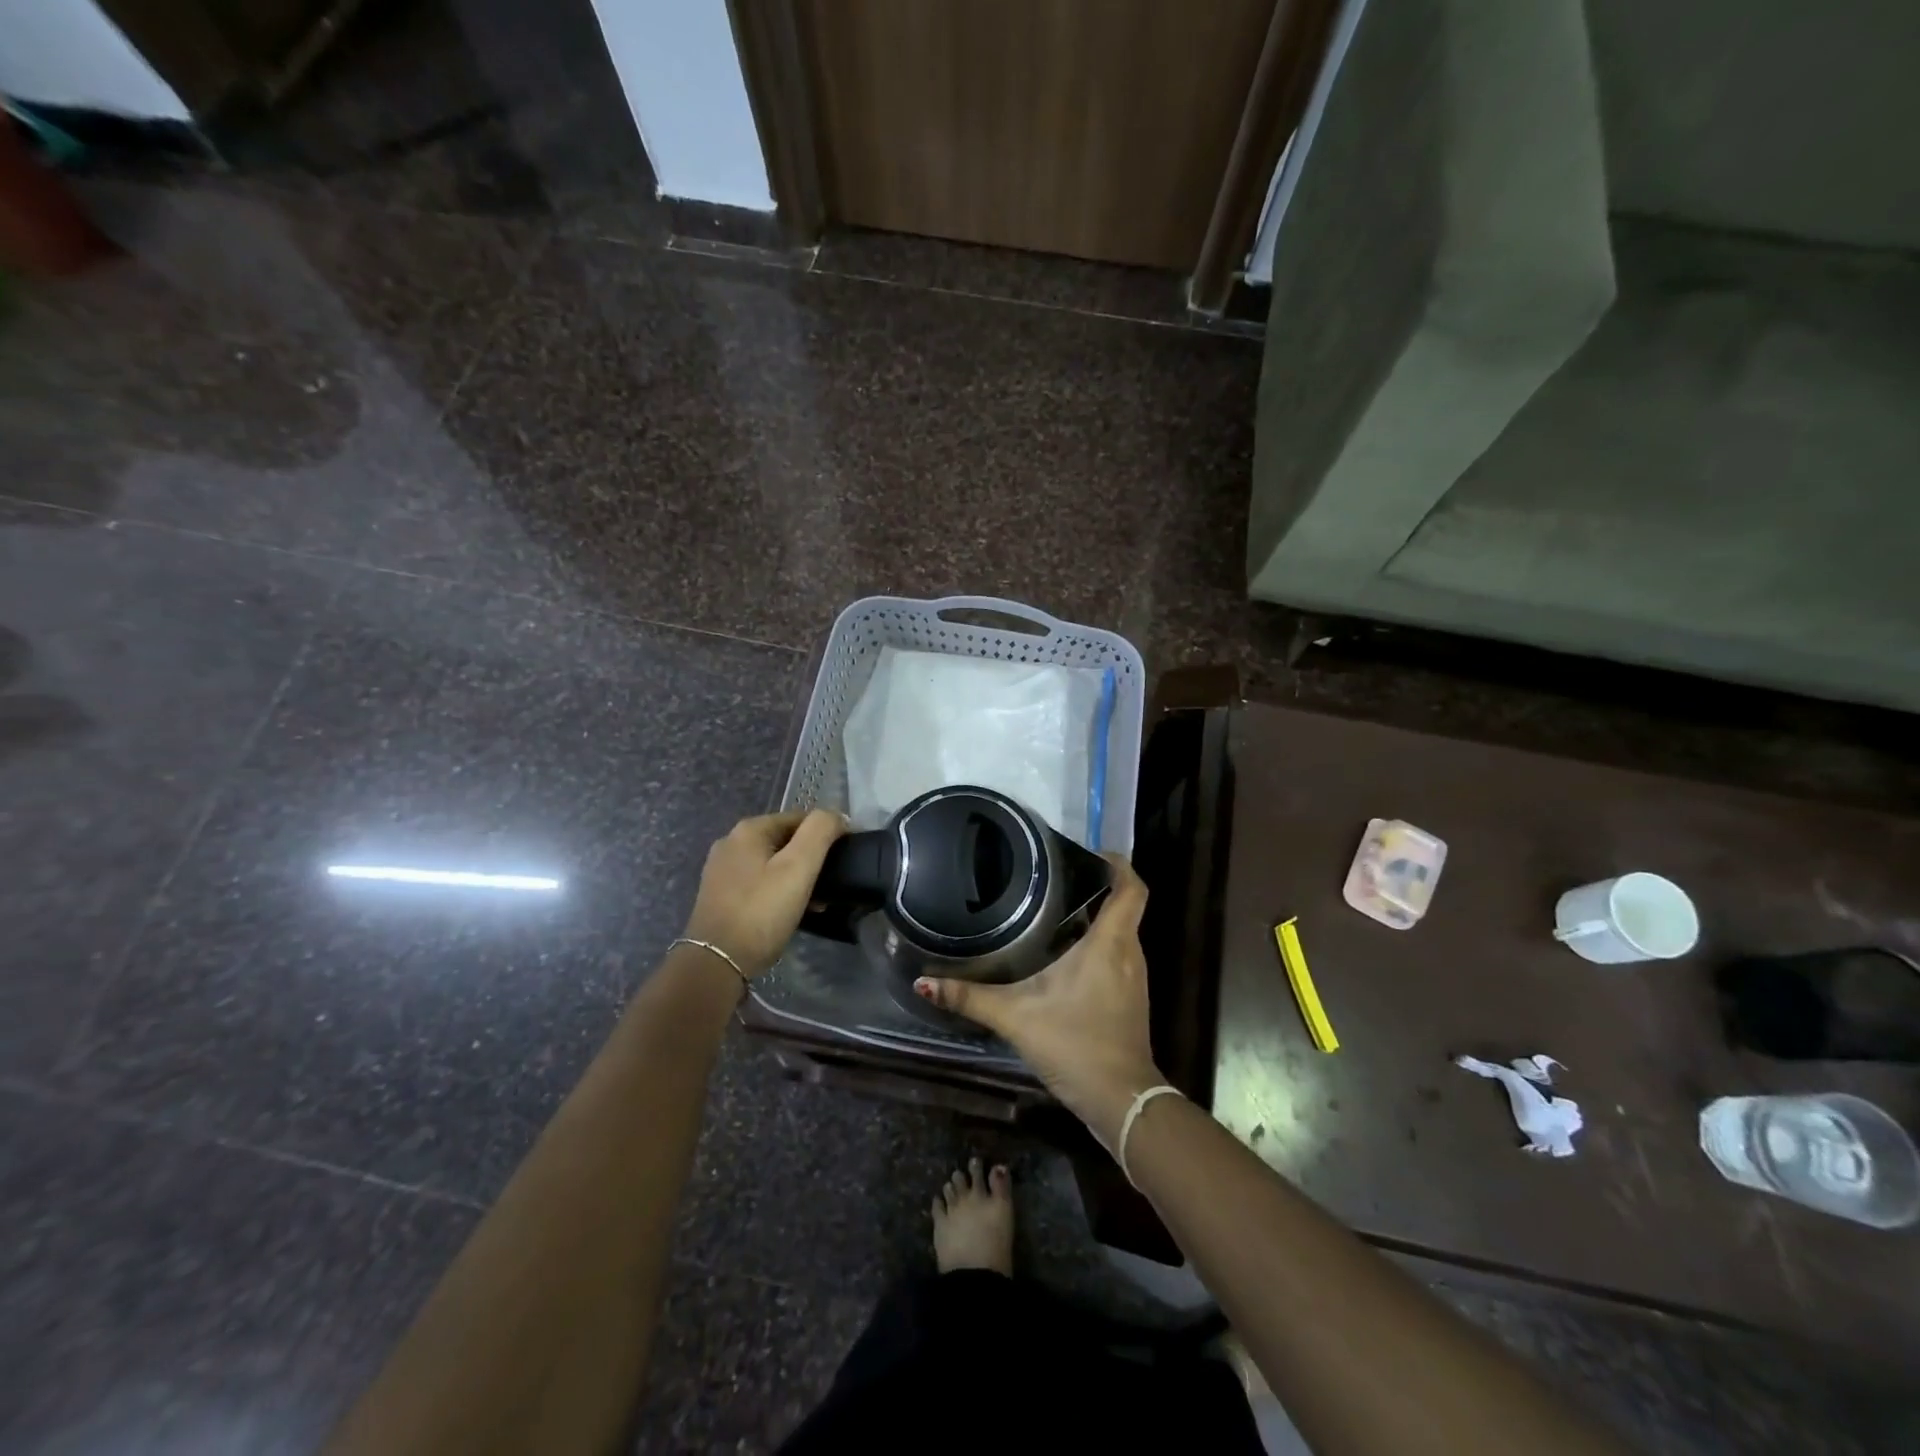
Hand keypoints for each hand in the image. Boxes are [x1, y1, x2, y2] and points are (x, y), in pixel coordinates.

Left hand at [683, 810, 847, 976]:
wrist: (716, 962)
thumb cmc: (761, 911)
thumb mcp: (798, 867)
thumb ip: (820, 832)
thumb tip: (836, 815)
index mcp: (748, 829)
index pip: (800, 818)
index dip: (827, 834)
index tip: (845, 858)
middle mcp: (731, 843)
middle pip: (785, 840)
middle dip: (811, 860)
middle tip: (831, 885)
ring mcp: (722, 870)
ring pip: (773, 863)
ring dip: (797, 878)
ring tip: (817, 903)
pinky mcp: (720, 895)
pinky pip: (759, 883)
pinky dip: (779, 891)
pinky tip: (791, 912)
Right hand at [915, 857, 1164, 1146]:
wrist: (1121, 1101)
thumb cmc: (1075, 1044)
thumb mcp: (1016, 1017)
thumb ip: (969, 998)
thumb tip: (923, 982)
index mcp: (1110, 942)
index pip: (1131, 887)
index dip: (1117, 863)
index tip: (1089, 852)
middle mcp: (1129, 952)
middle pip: (1123, 906)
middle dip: (1094, 888)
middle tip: (1052, 879)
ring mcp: (1134, 977)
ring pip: (1120, 932)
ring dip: (1095, 918)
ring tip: (1052, 909)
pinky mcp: (1130, 998)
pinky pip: (1118, 955)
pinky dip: (1097, 945)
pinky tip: (1064, 956)